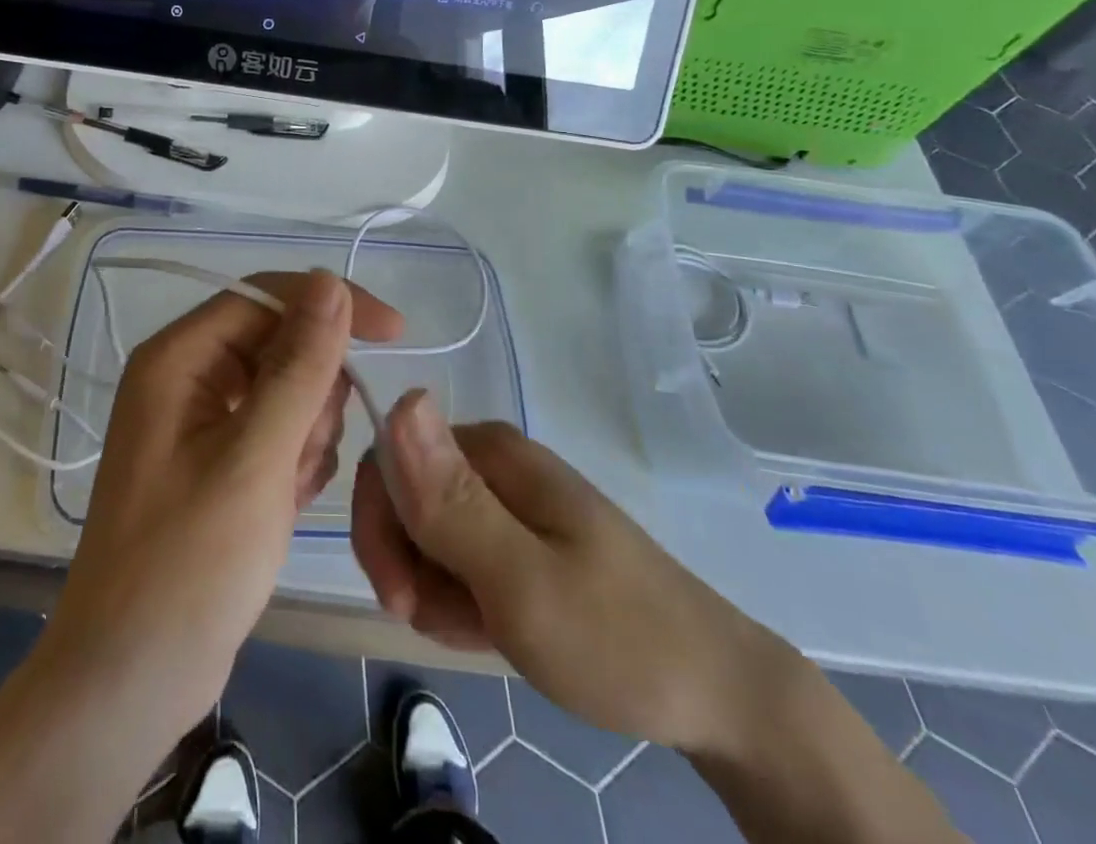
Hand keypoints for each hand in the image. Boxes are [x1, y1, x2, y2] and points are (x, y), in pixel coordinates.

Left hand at [45, 269, 404, 740]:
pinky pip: (278, 431)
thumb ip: (299, 366)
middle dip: (312, 395)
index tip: (396, 333)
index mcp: (179, 357)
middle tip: (302, 458)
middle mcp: (186, 376)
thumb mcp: (256, 458)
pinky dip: (295, 462)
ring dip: (306, 435)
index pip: (267, 296)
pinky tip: (285, 506)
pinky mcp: (217, 460)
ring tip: (288, 491)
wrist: (131, 679)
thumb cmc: (189, 564)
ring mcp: (201, 420)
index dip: (332, 306)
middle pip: (280, 344)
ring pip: (287, 390)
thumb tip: (331, 282)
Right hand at [351, 392, 798, 757]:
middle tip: (442, 622)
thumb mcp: (521, 580)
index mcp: (489, 450)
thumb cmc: (617, 638)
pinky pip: (457, 560)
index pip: (388, 459)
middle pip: (404, 497)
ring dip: (434, 591)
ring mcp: (507, 502)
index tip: (399, 597)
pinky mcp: (519, 538)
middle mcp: (493, 462)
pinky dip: (460, 601)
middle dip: (408, 565)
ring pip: (426, 536)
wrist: (717, 697)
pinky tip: (493, 630)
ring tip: (483, 630)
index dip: (378, 526)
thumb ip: (451, 501)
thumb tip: (400, 398)